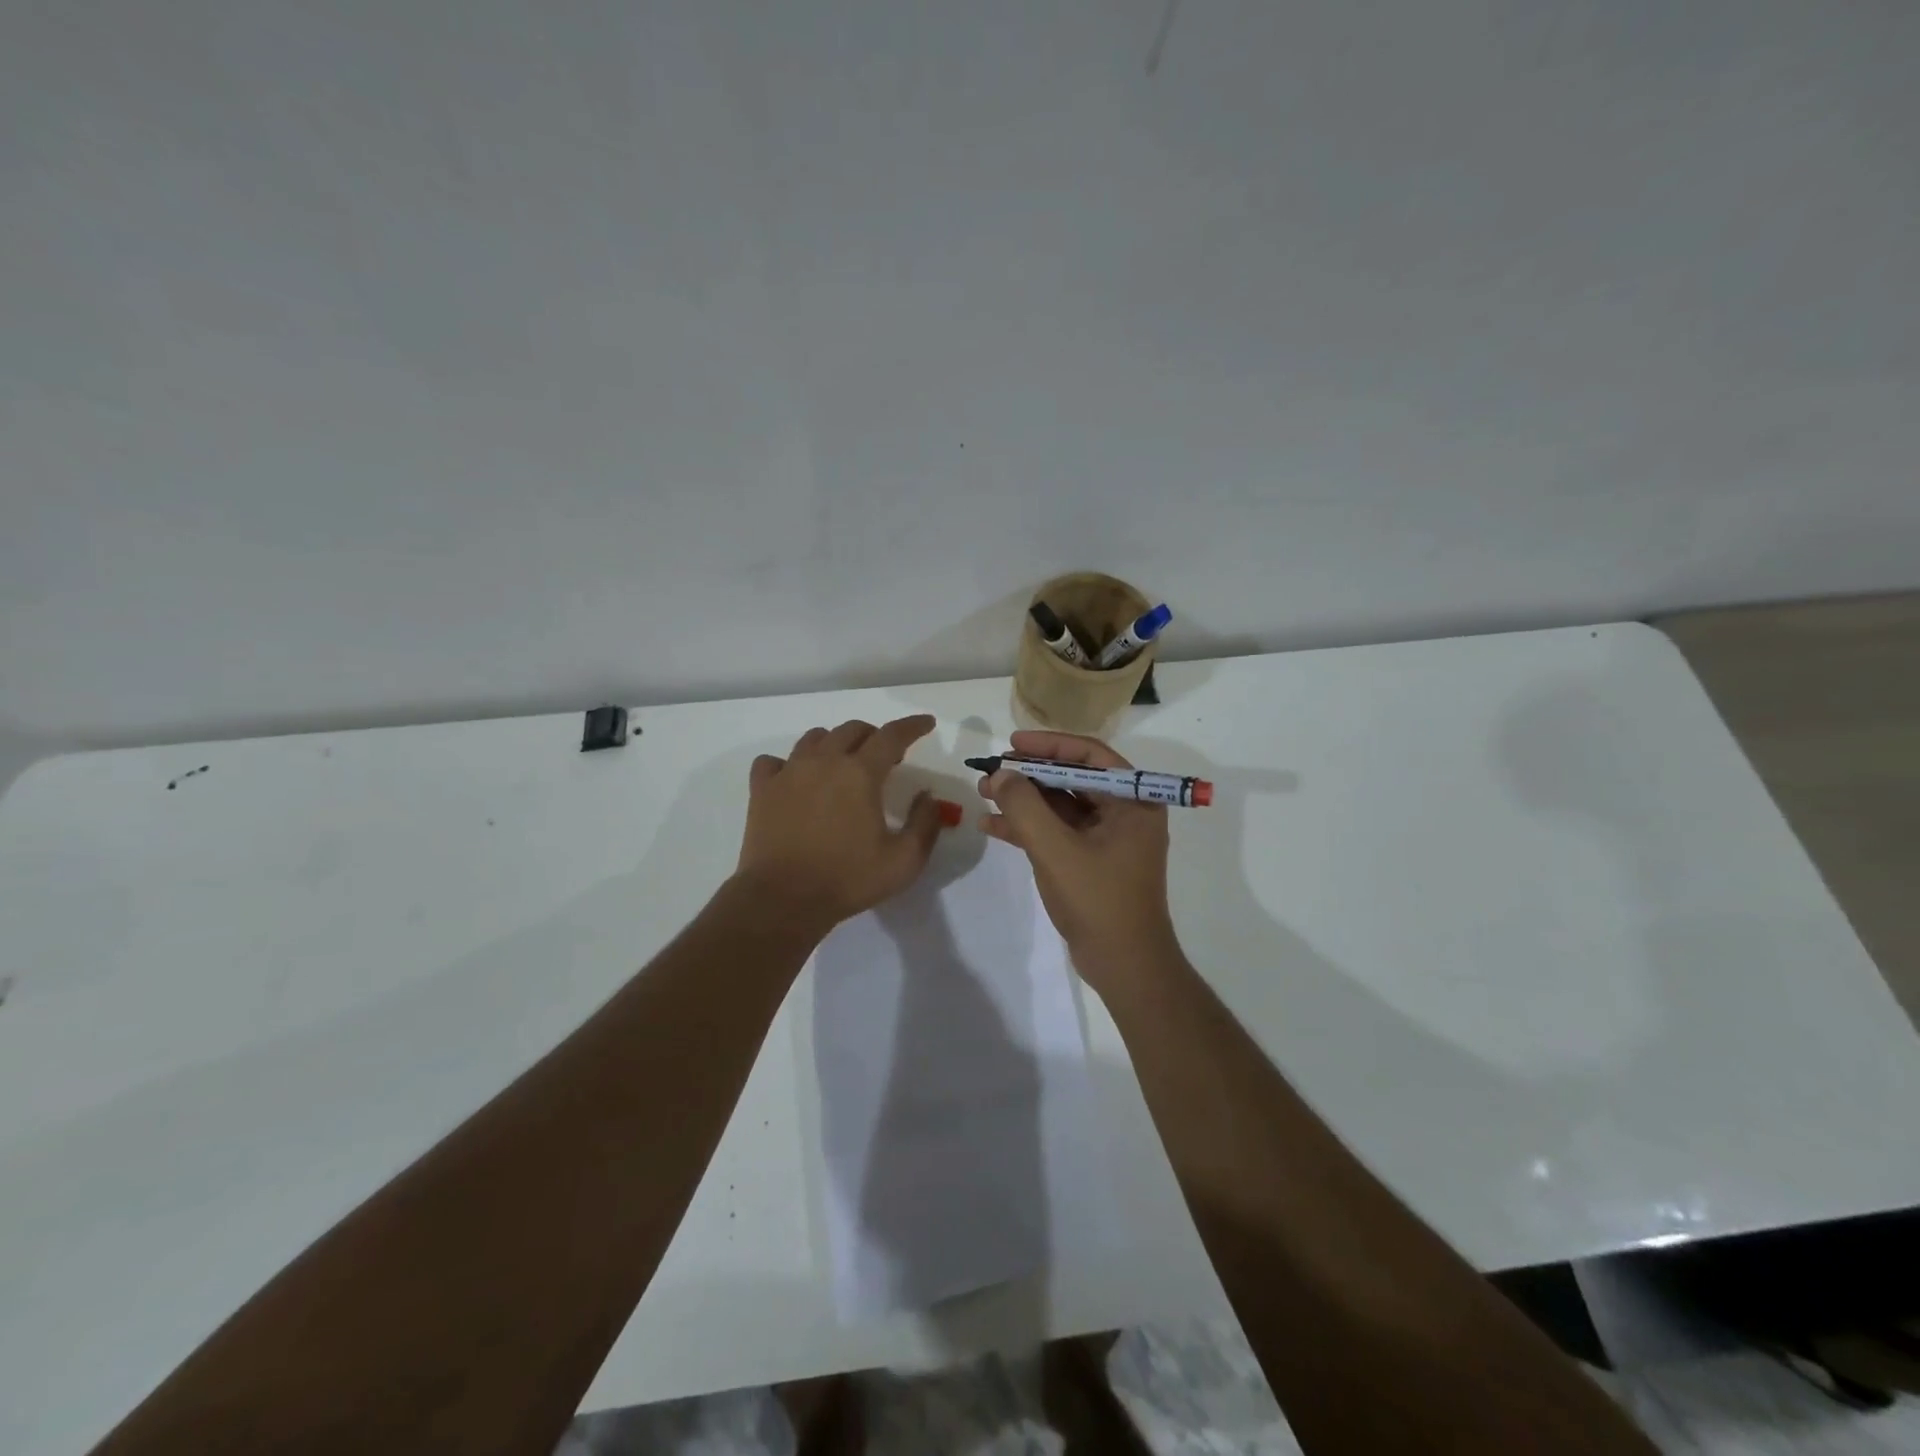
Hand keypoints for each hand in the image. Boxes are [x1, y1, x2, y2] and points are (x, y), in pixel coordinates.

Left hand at [737, 715, 946, 933]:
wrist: (782, 899)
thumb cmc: (847, 880)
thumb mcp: (904, 861)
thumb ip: (924, 823)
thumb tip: (927, 796)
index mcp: (860, 773)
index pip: (892, 735)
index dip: (913, 726)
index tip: (926, 723)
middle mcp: (824, 761)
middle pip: (853, 729)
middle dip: (875, 736)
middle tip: (886, 758)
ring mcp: (788, 772)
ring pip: (815, 738)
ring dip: (836, 743)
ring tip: (843, 764)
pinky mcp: (762, 789)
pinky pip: (774, 761)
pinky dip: (788, 763)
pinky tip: (795, 779)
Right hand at [979, 730, 1180, 989]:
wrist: (1124, 966)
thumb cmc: (1099, 901)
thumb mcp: (1056, 850)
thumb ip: (1025, 808)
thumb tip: (1001, 774)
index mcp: (1133, 801)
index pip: (1090, 755)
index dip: (1049, 745)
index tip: (1012, 743)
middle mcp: (1124, 812)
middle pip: (1071, 778)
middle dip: (1028, 774)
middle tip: (991, 771)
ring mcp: (1106, 837)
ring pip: (1060, 805)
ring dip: (1023, 800)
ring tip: (983, 793)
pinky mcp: (1090, 860)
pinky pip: (1057, 831)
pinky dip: (1027, 827)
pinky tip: (991, 825)